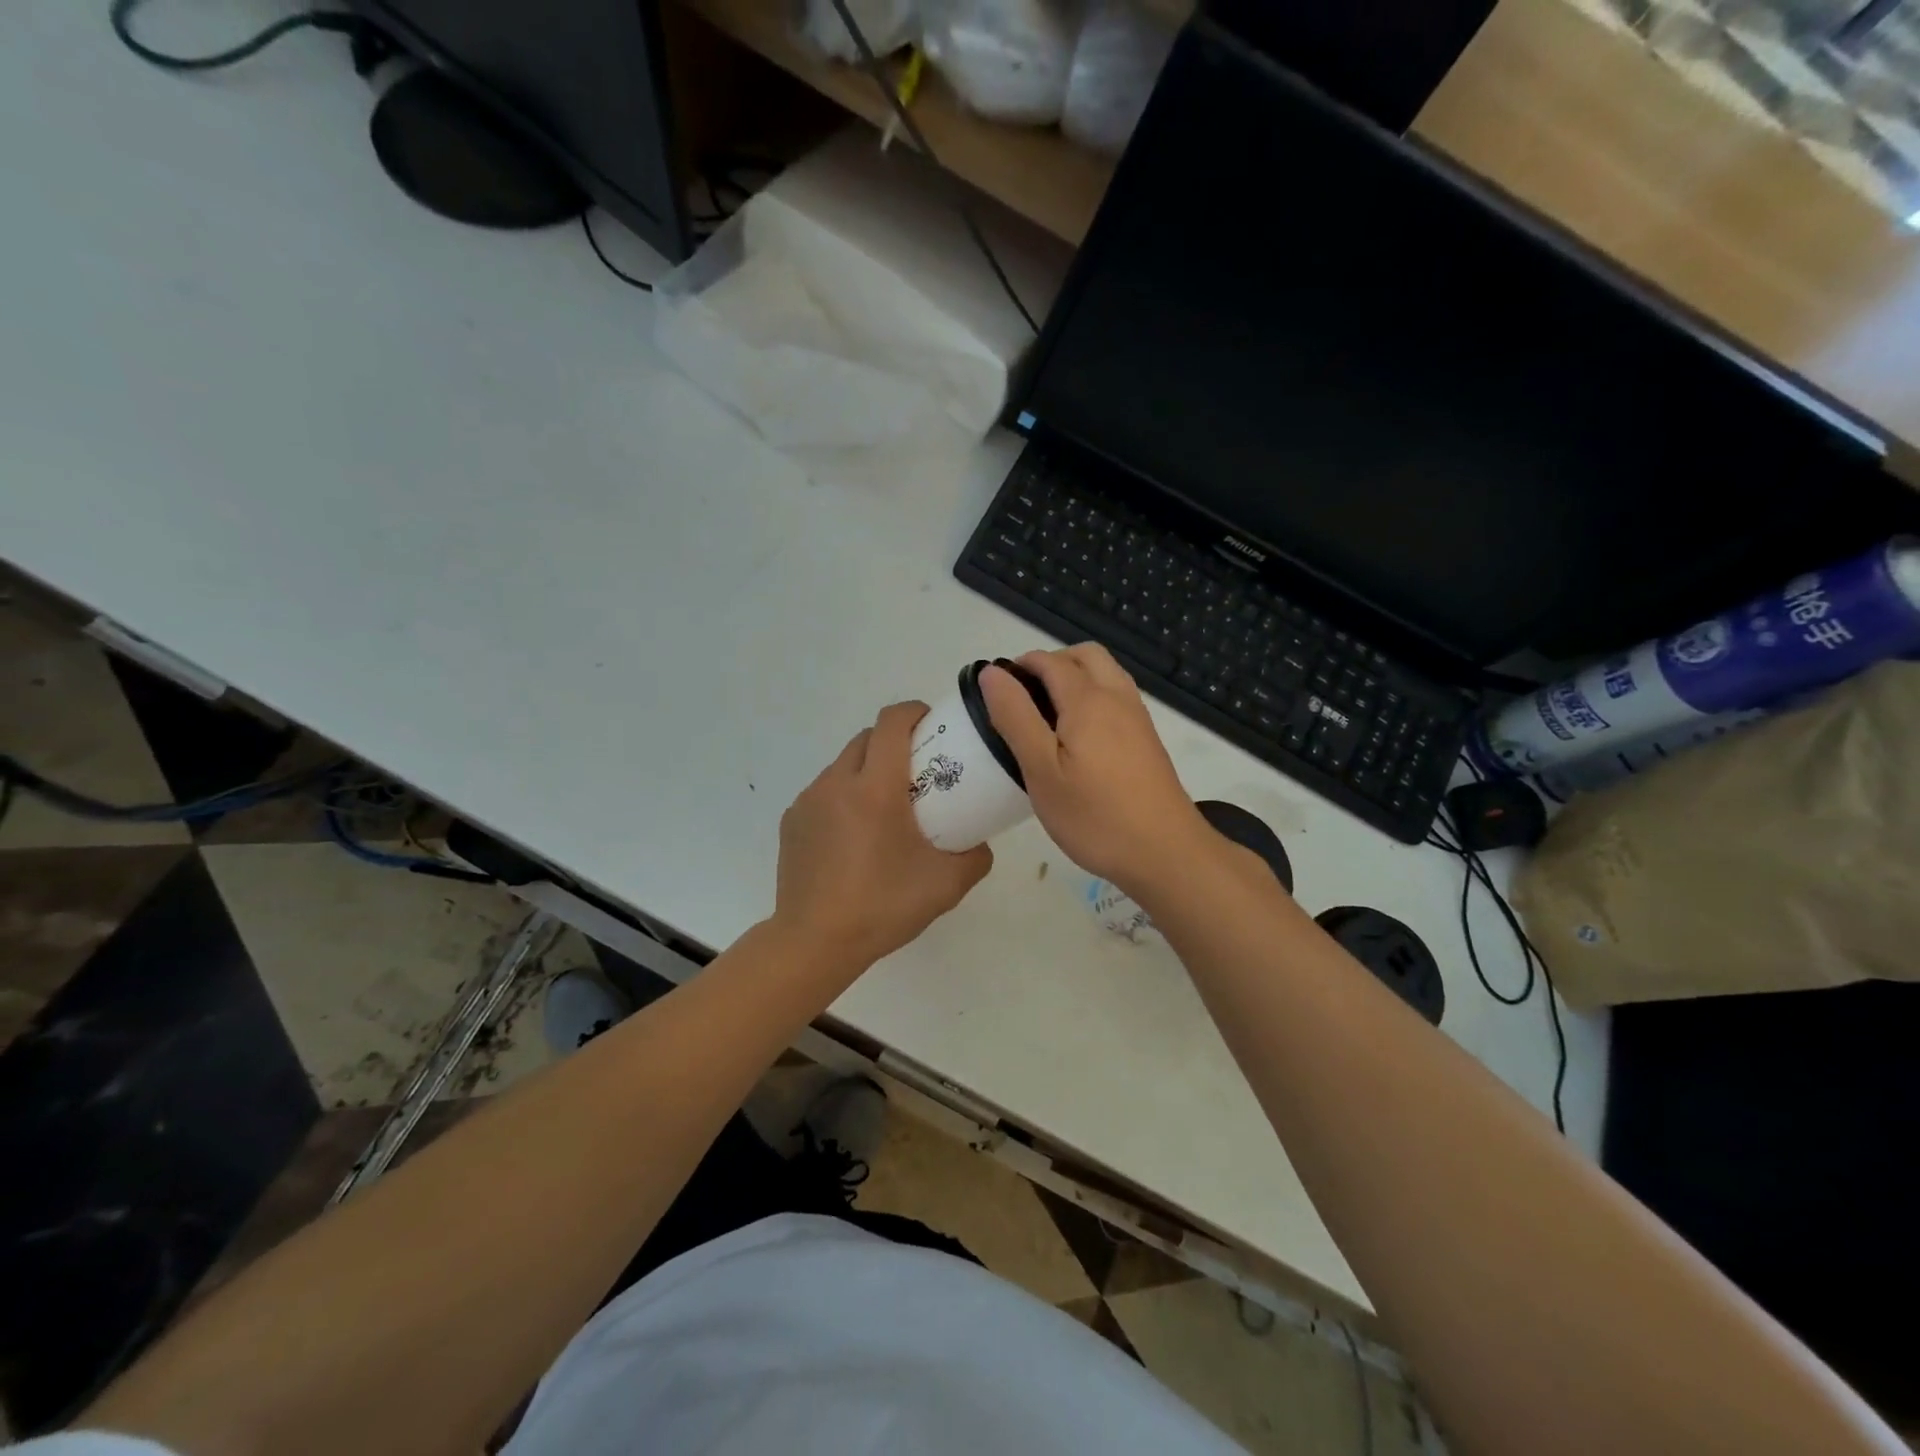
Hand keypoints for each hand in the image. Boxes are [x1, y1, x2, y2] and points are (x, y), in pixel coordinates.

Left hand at [772, 701, 993, 972]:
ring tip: (885, 810)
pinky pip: (823, 793)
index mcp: (875, 787)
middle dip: (894, 742)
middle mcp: (837, 782)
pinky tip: (854, 839)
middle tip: (918, 772)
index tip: (934, 726)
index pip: (892, 722)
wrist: (814, 942)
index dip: (915, 712)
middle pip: (867, 738)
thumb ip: (975, 856)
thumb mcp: (947, 884)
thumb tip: (978, 842)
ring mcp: (808, 801)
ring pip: (843, 765)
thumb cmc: (883, 905)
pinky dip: (843, 799)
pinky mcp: (791, 822)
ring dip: (867, 772)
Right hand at [980, 645, 1212, 890]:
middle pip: (1086, 655)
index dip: (1020, 665)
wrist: (1165, 852)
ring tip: (1047, 716)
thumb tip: (992, 672)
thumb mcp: (1041, 770)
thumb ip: (1015, 716)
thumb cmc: (1094, 815)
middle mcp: (1117, 697)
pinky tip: (1078, 738)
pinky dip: (1094, 697)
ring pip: (1106, 674)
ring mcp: (1138, 718)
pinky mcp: (1147, 740)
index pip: (1050, 661)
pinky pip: (1117, 698)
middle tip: (1024, 697)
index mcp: (1088, 700)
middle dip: (1052, 663)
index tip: (997, 689)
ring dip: (1076, 678)